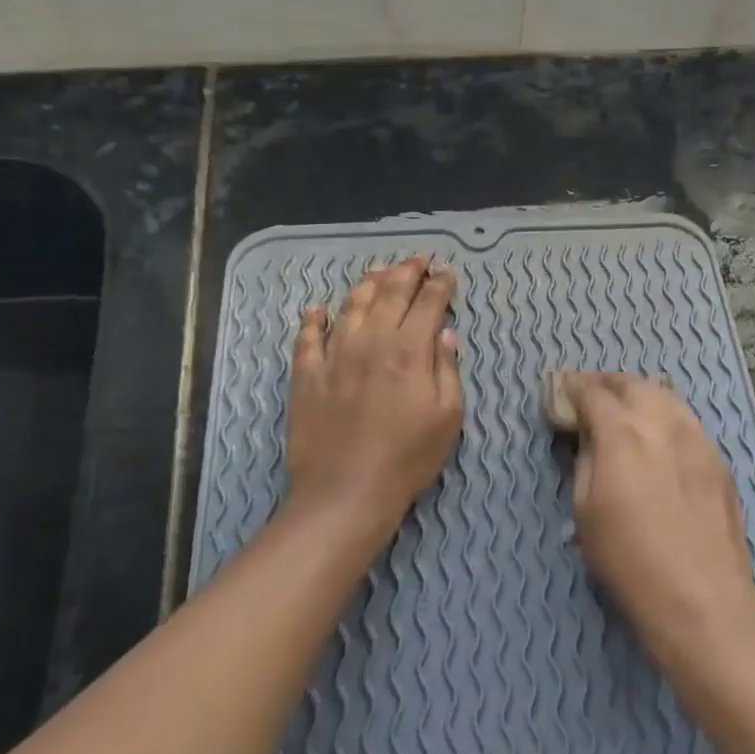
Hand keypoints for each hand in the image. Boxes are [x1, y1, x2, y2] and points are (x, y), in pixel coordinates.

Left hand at [285, 258, 461, 538]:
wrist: (345, 492)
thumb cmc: (408, 458)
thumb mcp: (447, 416)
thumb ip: (447, 369)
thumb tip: (445, 332)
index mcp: (409, 351)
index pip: (429, 304)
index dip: (441, 285)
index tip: (448, 272)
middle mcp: (371, 342)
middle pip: (390, 294)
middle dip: (407, 272)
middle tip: (418, 261)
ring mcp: (334, 355)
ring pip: (351, 306)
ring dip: (368, 284)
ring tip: (378, 272)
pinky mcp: (307, 375)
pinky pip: (308, 337)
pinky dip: (313, 318)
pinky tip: (317, 308)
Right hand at [550, 373, 754, 665]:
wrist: (702, 597)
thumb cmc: (629, 559)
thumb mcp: (585, 510)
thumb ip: (584, 459)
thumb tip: (585, 434)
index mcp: (622, 431)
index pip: (591, 392)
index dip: (571, 388)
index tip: (558, 392)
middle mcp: (661, 420)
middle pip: (631, 383)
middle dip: (605, 384)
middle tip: (588, 395)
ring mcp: (695, 436)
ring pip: (664, 395)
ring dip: (638, 394)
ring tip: (623, 408)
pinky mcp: (717, 457)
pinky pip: (685, 419)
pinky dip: (664, 414)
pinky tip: (657, 435)